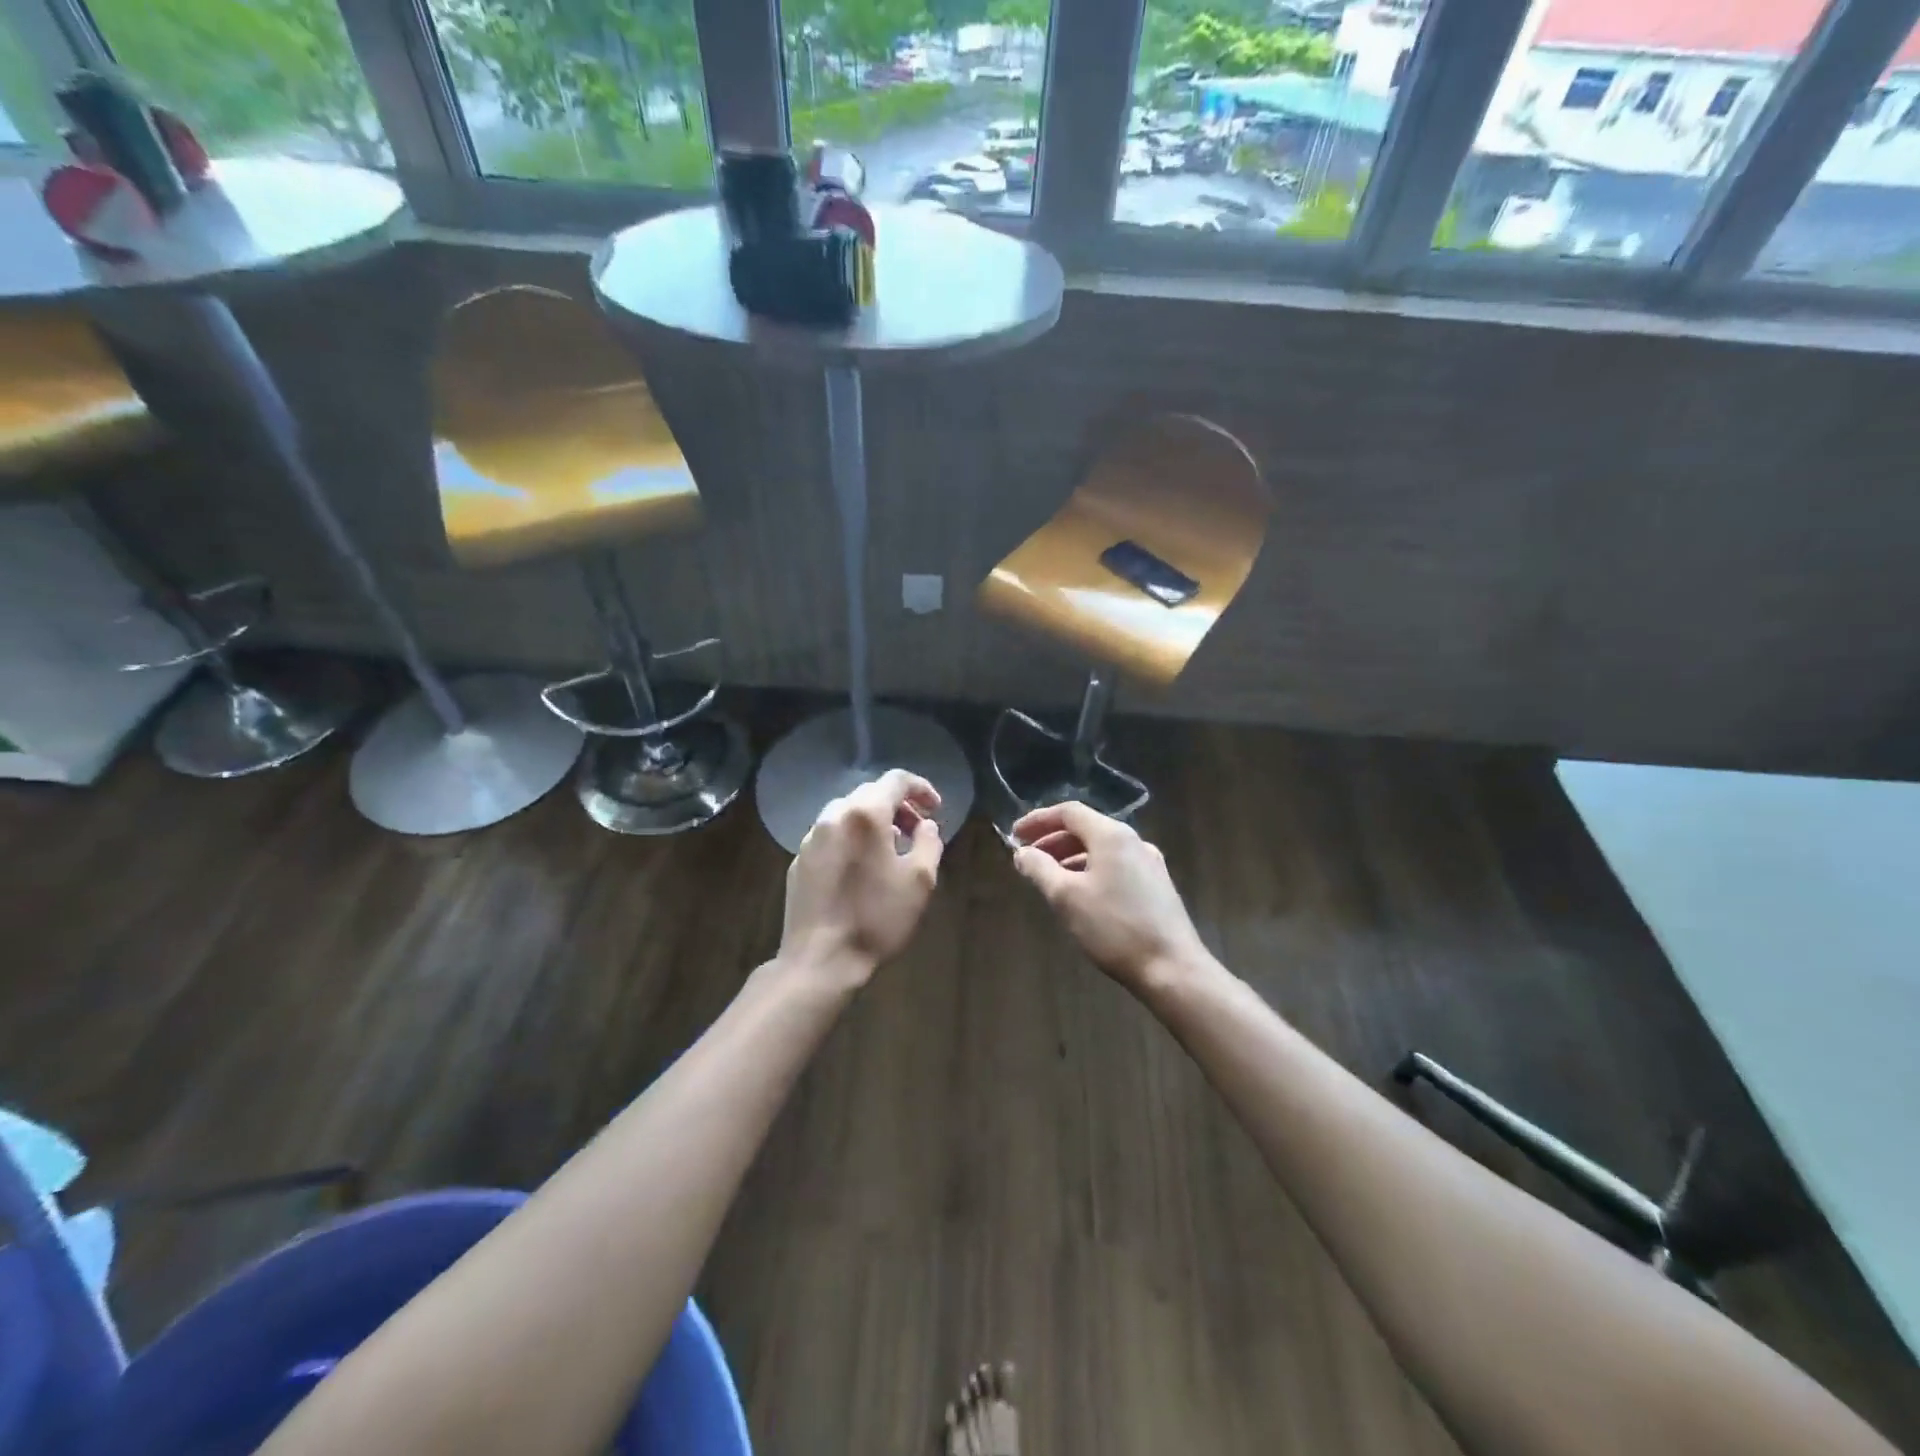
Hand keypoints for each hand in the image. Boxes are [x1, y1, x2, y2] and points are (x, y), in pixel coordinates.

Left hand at [779, 769, 944, 990]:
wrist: (820, 960)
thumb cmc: (876, 918)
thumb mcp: (920, 881)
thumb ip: (929, 842)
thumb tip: (926, 825)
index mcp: (865, 814)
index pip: (896, 780)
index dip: (921, 788)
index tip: (936, 808)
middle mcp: (834, 816)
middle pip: (869, 793)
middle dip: (898, 806)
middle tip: (917, 829)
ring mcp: (811, 838)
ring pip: (847, 813)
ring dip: (873, 821)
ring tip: (891, 848)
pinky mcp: (799, 860)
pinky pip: (831, 835)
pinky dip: (851, 838)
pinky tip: (861, 867)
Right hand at [1009, 801, 1210, 994]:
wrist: (1172, 968)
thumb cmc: (1114, 928)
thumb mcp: (1066, 898)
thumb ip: (1040, 869)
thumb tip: (1022, 853)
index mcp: (1112, 835)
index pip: (1069, 812)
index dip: (1038, 820)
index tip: (1015, 835)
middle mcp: (1133, 841)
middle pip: (1087, 828)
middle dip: (1053, 839)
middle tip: (1027, 858)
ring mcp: (1149, 863)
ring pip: (1101, 848)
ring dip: (1071, 856)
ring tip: (1049, 877)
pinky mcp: (1157, 886)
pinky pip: (1116, 865)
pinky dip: (1090, 869)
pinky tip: (1081, 894)